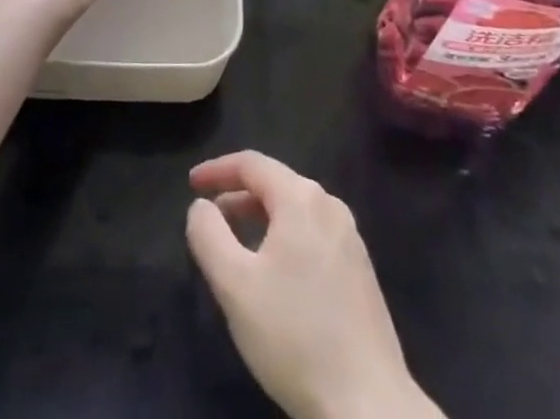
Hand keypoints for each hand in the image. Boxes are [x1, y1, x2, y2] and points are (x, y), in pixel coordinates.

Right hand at [186, 152, 441, 418]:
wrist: (368, 406)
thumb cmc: (295, 336)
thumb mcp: (235, 286)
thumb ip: (209, 235)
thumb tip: (201, 207)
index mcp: (302, 198)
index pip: (252, 164)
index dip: (217, 169)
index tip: (191, 184)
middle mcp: (330, 206)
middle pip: (276, 183)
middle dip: (238, 195)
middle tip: (209, 216)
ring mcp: (350, 238)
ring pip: (295, 211)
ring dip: (261, 217)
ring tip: (236, 242)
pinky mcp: (360, 270)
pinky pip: (313, 234)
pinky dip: (284, 237)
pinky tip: (274, 272)